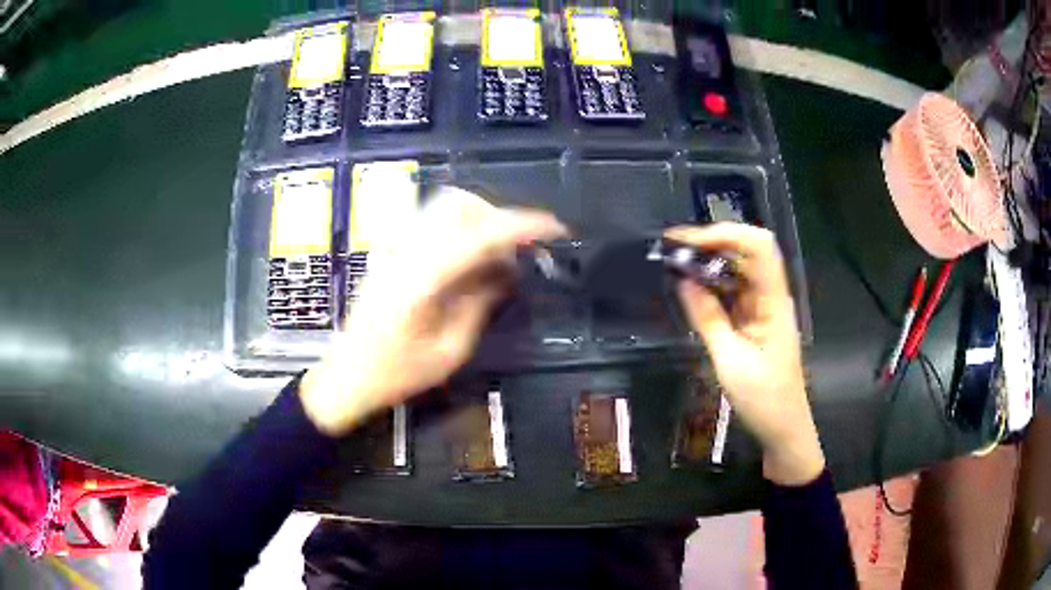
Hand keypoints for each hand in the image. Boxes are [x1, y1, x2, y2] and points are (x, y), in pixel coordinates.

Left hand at [301, 188, 566, 435]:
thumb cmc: (396, 375)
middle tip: (518, 250)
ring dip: (478, 219)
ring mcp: (392, 245)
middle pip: (459, 203)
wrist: (345, 374)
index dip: (523, 226)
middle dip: (498, 217)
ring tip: (493, 255)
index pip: (480, 235)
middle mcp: (405, 250)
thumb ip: (479, 304)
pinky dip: (456, 227)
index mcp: (422, 278)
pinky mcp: (387, 249)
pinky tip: (463, 258)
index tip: (555, 230)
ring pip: (443, 205)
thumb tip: (507, 271)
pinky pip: (428, 220)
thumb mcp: (448, 351)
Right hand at [666, 223, 823, 485]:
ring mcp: (764, 307)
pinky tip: (692, 288)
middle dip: (712, 242)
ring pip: (739, 269)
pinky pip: (735, 291)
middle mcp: (771, 296)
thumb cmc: (763, 398)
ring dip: (709, 261)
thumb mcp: (729, 361)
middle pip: (748, 250)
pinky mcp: (756, 320)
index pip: (757, 246)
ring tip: (676, 263)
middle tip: (673, 247)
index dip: (724, 234)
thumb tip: (683, 281)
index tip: (686, 241)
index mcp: (773, 301)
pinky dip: (713, 284)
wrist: (784, 427)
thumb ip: (707, 318)